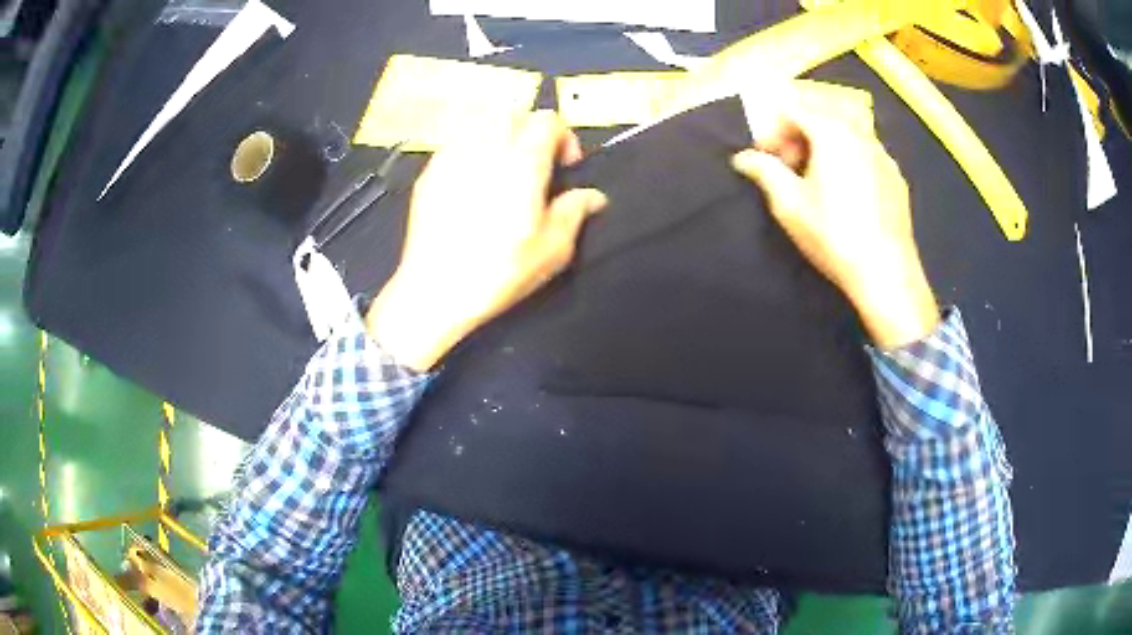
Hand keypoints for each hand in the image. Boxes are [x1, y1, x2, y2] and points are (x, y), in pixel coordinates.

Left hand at [367, 111, 607, 371]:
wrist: (435, 289)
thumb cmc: (498, 271)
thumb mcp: (551, 250)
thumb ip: (574, 213)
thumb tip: (593, 196)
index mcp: (522, 163)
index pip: (547, 120)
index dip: (564, 136)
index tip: (565, 166)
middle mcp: (487, 148)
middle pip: (514, 112)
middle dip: (530, 129)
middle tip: (534, 160)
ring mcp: (452, 156)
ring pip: (481, 120)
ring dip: (499, 132)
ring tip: (502, 163)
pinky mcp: (430, 172)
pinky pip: (455, 141)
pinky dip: (471, 147)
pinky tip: (472, 177)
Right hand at [732, 105, 938, 348]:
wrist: (886, 272)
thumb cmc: (834, 234)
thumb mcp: (789, 204)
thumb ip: (764, 172)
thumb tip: (742, 158)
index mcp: (831, 133)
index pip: (793, 108)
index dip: (773, 128)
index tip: (765, 155)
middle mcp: (860, 134)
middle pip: (822, 112)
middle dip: (799, 131)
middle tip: (789, 164)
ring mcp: (883, 155)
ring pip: (847, 130)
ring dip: (825, 142)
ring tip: (817, 177)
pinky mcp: (896, 177)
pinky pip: (866, 151)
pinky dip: (848, 157)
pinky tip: (846, 191)